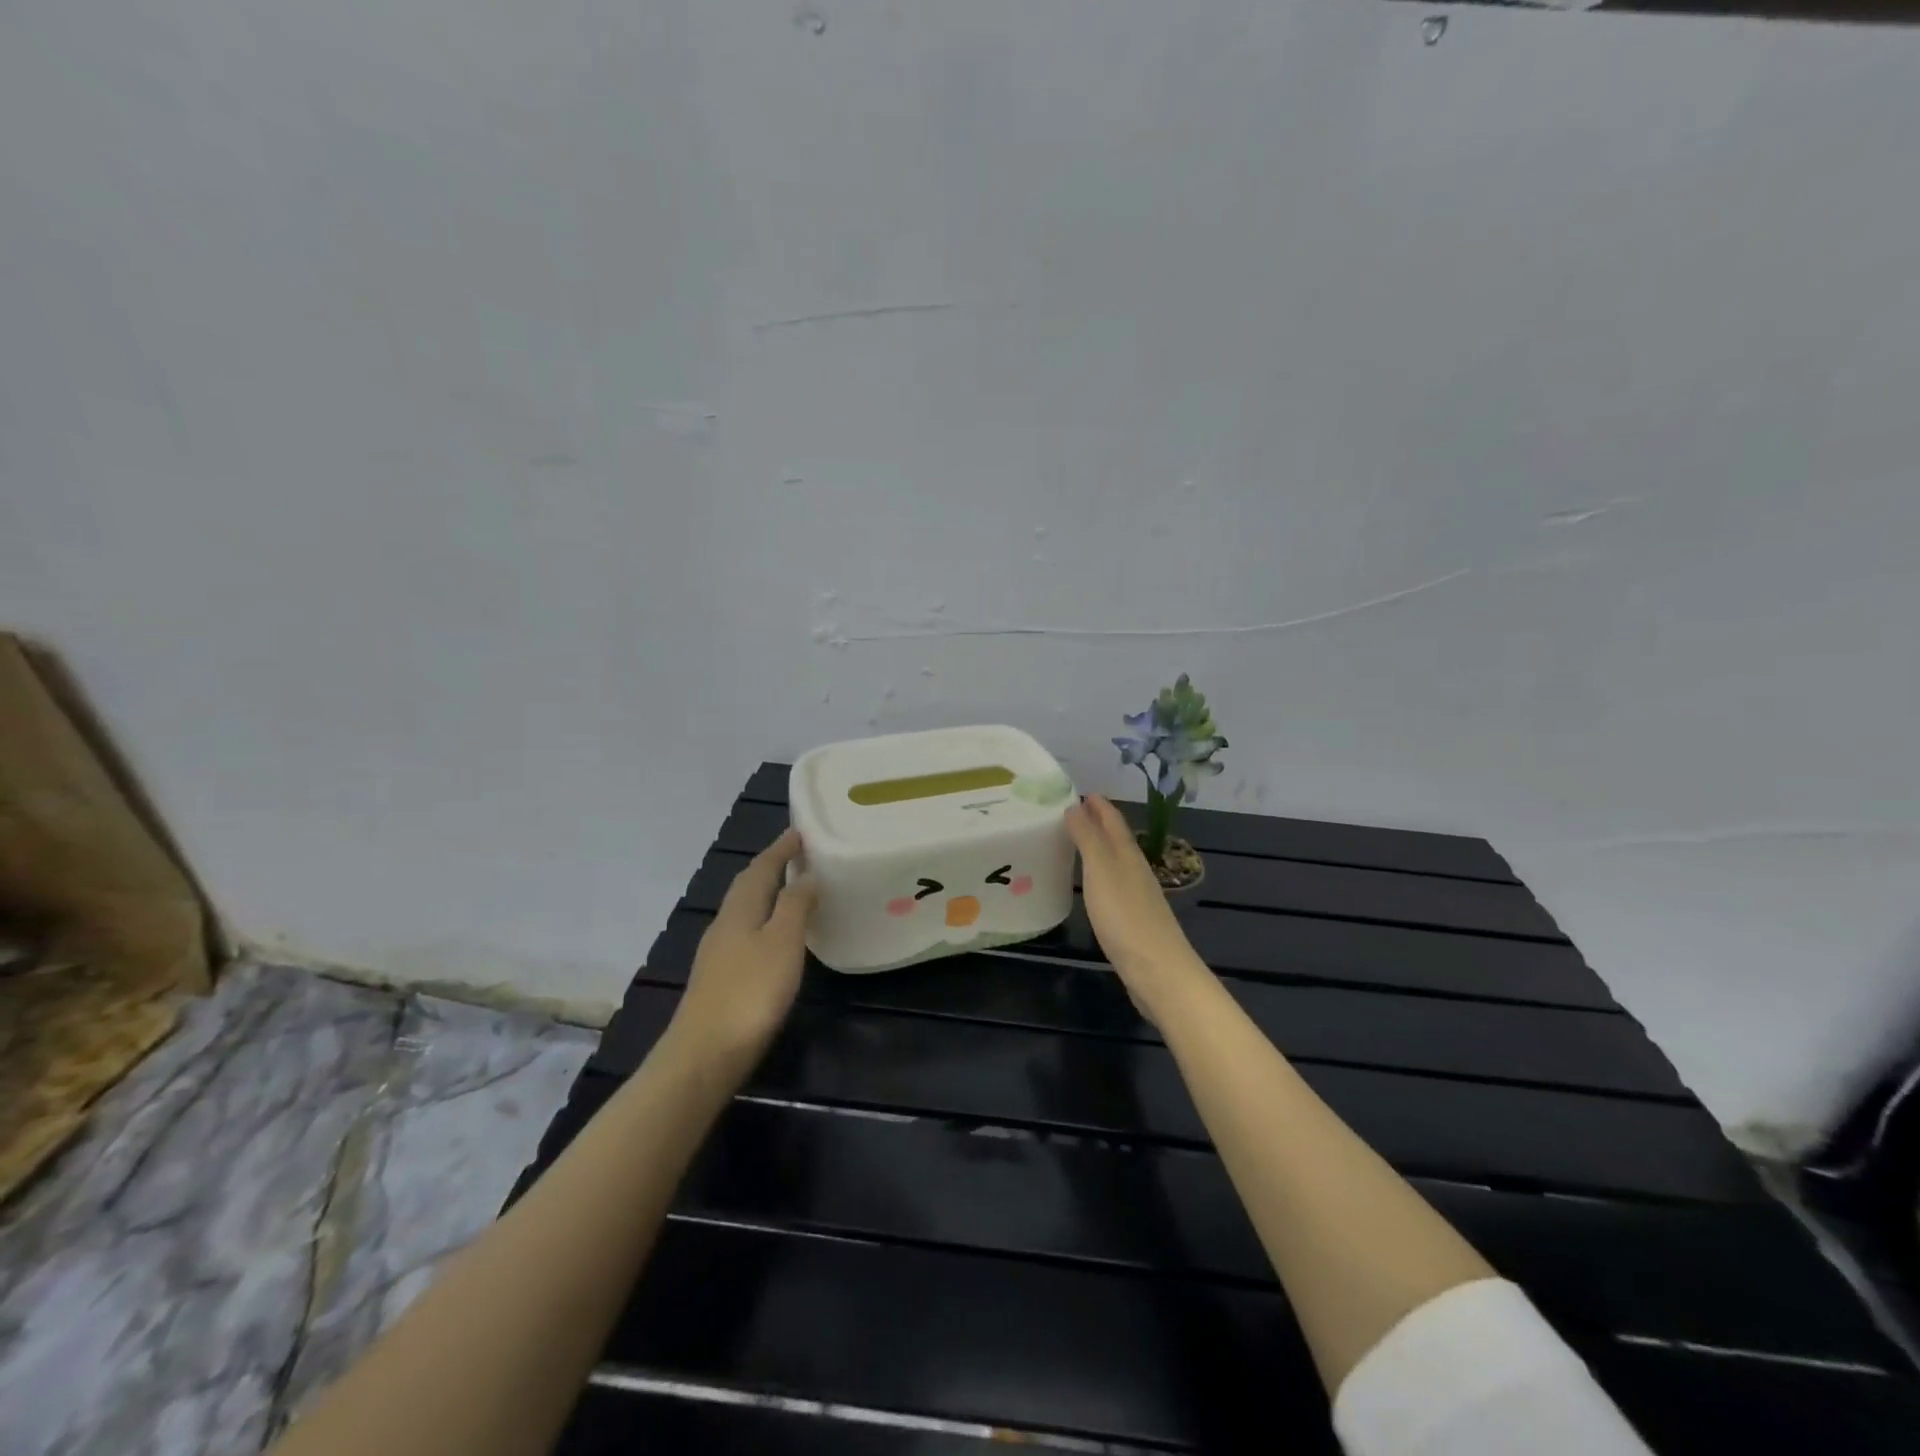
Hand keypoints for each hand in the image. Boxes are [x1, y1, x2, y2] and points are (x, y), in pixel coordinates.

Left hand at [668, 829, 815, 1067]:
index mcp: (740, 910)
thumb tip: (806, 875)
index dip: (781, 849)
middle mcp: (725, 924)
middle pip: (747, 885)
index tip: (800, 831)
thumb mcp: (782, 943)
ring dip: (767, 892)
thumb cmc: (750, 993)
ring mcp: (719, 953)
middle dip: (771, 866)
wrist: (704, 1055)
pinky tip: (775, 935)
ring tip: (792, 888)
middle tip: (798, 854)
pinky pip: (745, 932)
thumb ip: (795, 905)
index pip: (761, 868)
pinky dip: (763, 920)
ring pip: (745, 909)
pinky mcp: (720, 978)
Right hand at [1065, 795, 1211, 1022]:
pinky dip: (1099, 873)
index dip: (1098, 804)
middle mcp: (1134, 869)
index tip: (1079, 791)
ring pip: (1115, 860)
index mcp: (1127, 854)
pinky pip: (1112, 883)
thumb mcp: (1101, 870)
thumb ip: (1088, 838)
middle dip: (1096, 822)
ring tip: (1074, 841)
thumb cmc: (1125, 916)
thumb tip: (1075, 806)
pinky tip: (1090, 883)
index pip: (1112, 820)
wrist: (1158, 970)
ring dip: (1097, 847)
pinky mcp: (1133, 918)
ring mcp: (1136, 894)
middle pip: (1115, 838)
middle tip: (1070, 811)